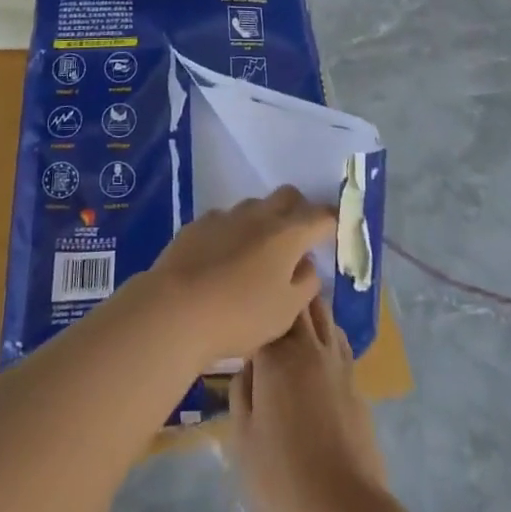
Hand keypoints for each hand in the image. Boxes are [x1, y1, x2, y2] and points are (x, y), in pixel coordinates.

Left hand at [139, 187, 333, 369]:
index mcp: (287, 234)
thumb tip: (308, 264)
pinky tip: (224, 259)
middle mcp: (258, 215)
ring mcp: (226, 215)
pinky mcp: (199, 223)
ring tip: (259, 254)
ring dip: (265, 221)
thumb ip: (305, 283)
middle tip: (300, 237)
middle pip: (288, 196)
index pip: (320, 216)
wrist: (175, 309)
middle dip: (299, 209)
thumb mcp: (285, 312)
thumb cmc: (239, 315)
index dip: (332, 220)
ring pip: (255, 206)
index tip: (335, 230)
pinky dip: (234, 232)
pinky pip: (226, 219)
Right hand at [228, 297, 386, 511]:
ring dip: (308, 308)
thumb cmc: (281, 478)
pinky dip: (327, 333)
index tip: (242, 311)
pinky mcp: (356, 382)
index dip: (253, 307)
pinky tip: (318, 349)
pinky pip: (339, 340)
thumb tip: (247, 365)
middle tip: (267, 299)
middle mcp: (309, 347)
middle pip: (298, 302)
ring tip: (293, 314)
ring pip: (323, 314)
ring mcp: (337, 362)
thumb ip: (241, 391)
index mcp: (276, 356)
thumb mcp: (242, 439)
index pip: (263, 311)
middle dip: (284, 295)